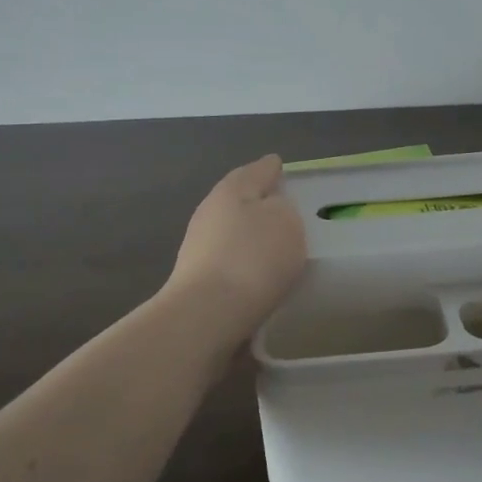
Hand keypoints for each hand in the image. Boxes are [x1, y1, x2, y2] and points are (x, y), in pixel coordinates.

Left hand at [166, 154, 307, 329]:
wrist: (206, 316)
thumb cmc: (252, 258)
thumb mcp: (285, 222)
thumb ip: (283, 208)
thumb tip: (271, 211)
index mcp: (231, 190)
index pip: (256, 170)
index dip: (270, 168)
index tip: (279, 165)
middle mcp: (209, 212)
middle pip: (238, 199)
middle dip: (258, 200)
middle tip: (282, 204)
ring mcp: (198, 247)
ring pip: (231, 230)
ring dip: (249, 234)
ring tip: (274, 243)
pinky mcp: (196, 280)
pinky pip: (228, 260)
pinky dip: (243, 261)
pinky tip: (259, 273)